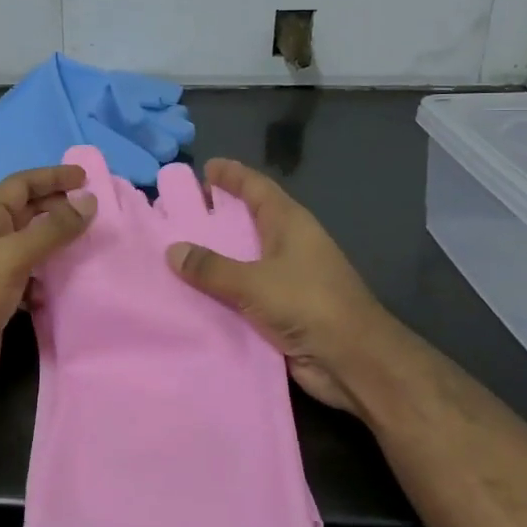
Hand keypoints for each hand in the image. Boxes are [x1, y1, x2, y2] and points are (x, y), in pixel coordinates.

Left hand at [0, 164, 97, 408]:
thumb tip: (88, 201)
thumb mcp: (13, 254)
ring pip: (31, 246)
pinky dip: (48, 278)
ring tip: (89, 246)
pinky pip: (31, 279)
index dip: (52, 177)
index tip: (85, 177)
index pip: (21, 184)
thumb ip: (52, 228)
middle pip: (27, 212)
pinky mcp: (0, 299)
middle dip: (58, 208)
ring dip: (57, 244)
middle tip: (94, 212)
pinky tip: (65, 285)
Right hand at [165, 159, 389, 415]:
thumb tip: (173, 250)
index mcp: (289, 224)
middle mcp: (289, 244)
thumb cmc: (309, 304)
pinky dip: (222, 288)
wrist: (353, 360)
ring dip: (217, 254)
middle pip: (250, 219)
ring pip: (245, 257)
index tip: (205, 166)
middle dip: (218, 213)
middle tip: (181, 210)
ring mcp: (288, 277)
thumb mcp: (254, 281)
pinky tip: (193, 291)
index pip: (257, 187)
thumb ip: (212, 267)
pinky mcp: (283, 308)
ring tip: (177, 249)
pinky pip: (244, 290)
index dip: (232, 175)